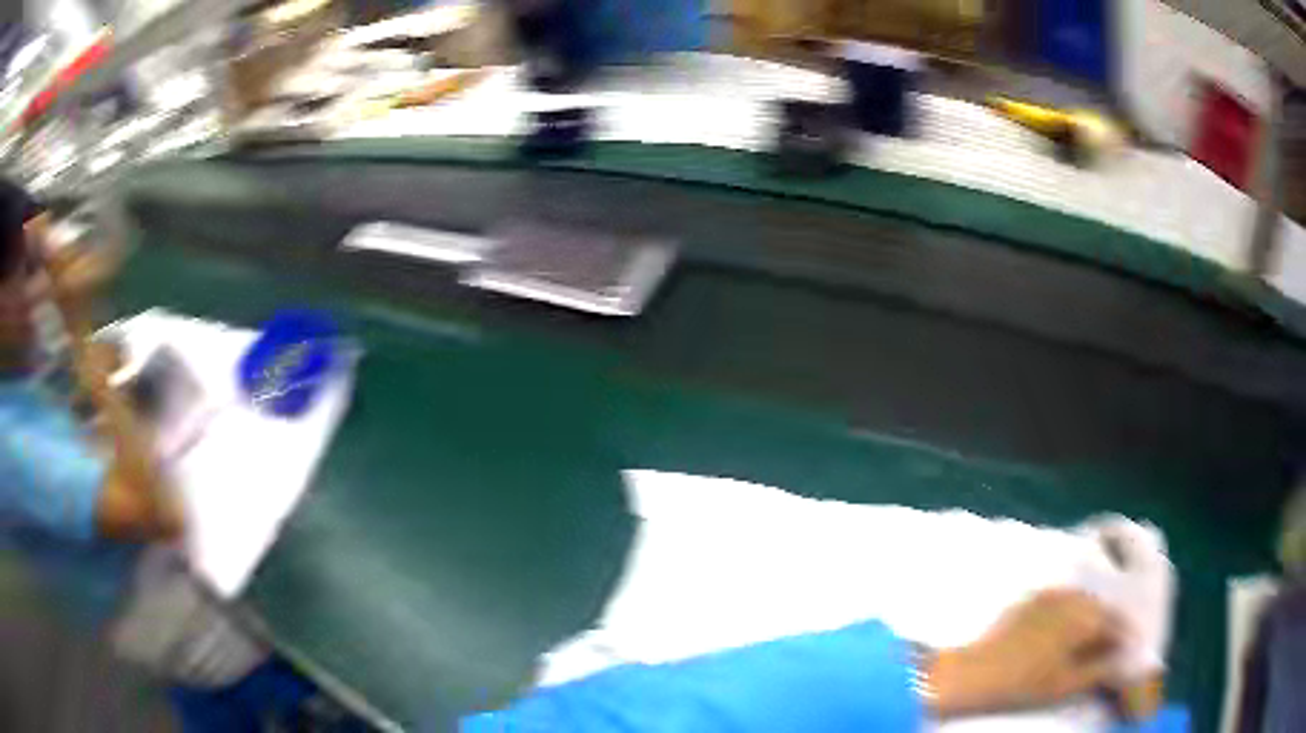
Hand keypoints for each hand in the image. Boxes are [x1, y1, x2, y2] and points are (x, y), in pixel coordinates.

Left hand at [929, 589, 1121, 716]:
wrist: (975, 672)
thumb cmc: (1024, 684)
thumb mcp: (1067, 684)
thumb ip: (1100, 670)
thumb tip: (1121, 662)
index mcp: (1086, 617)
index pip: (1118, 624)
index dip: (1126, 638)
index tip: (1130, 650)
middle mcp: (1073, 598)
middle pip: (1102, 609)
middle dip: (1109, 625)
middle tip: (1111, 645)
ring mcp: (1050, 595)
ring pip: (1083, 602)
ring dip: (1092, 617)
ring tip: (1090, 639)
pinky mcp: (1030, 599)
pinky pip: (1061, 600)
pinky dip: (1070, 612)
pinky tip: (1064, 630)